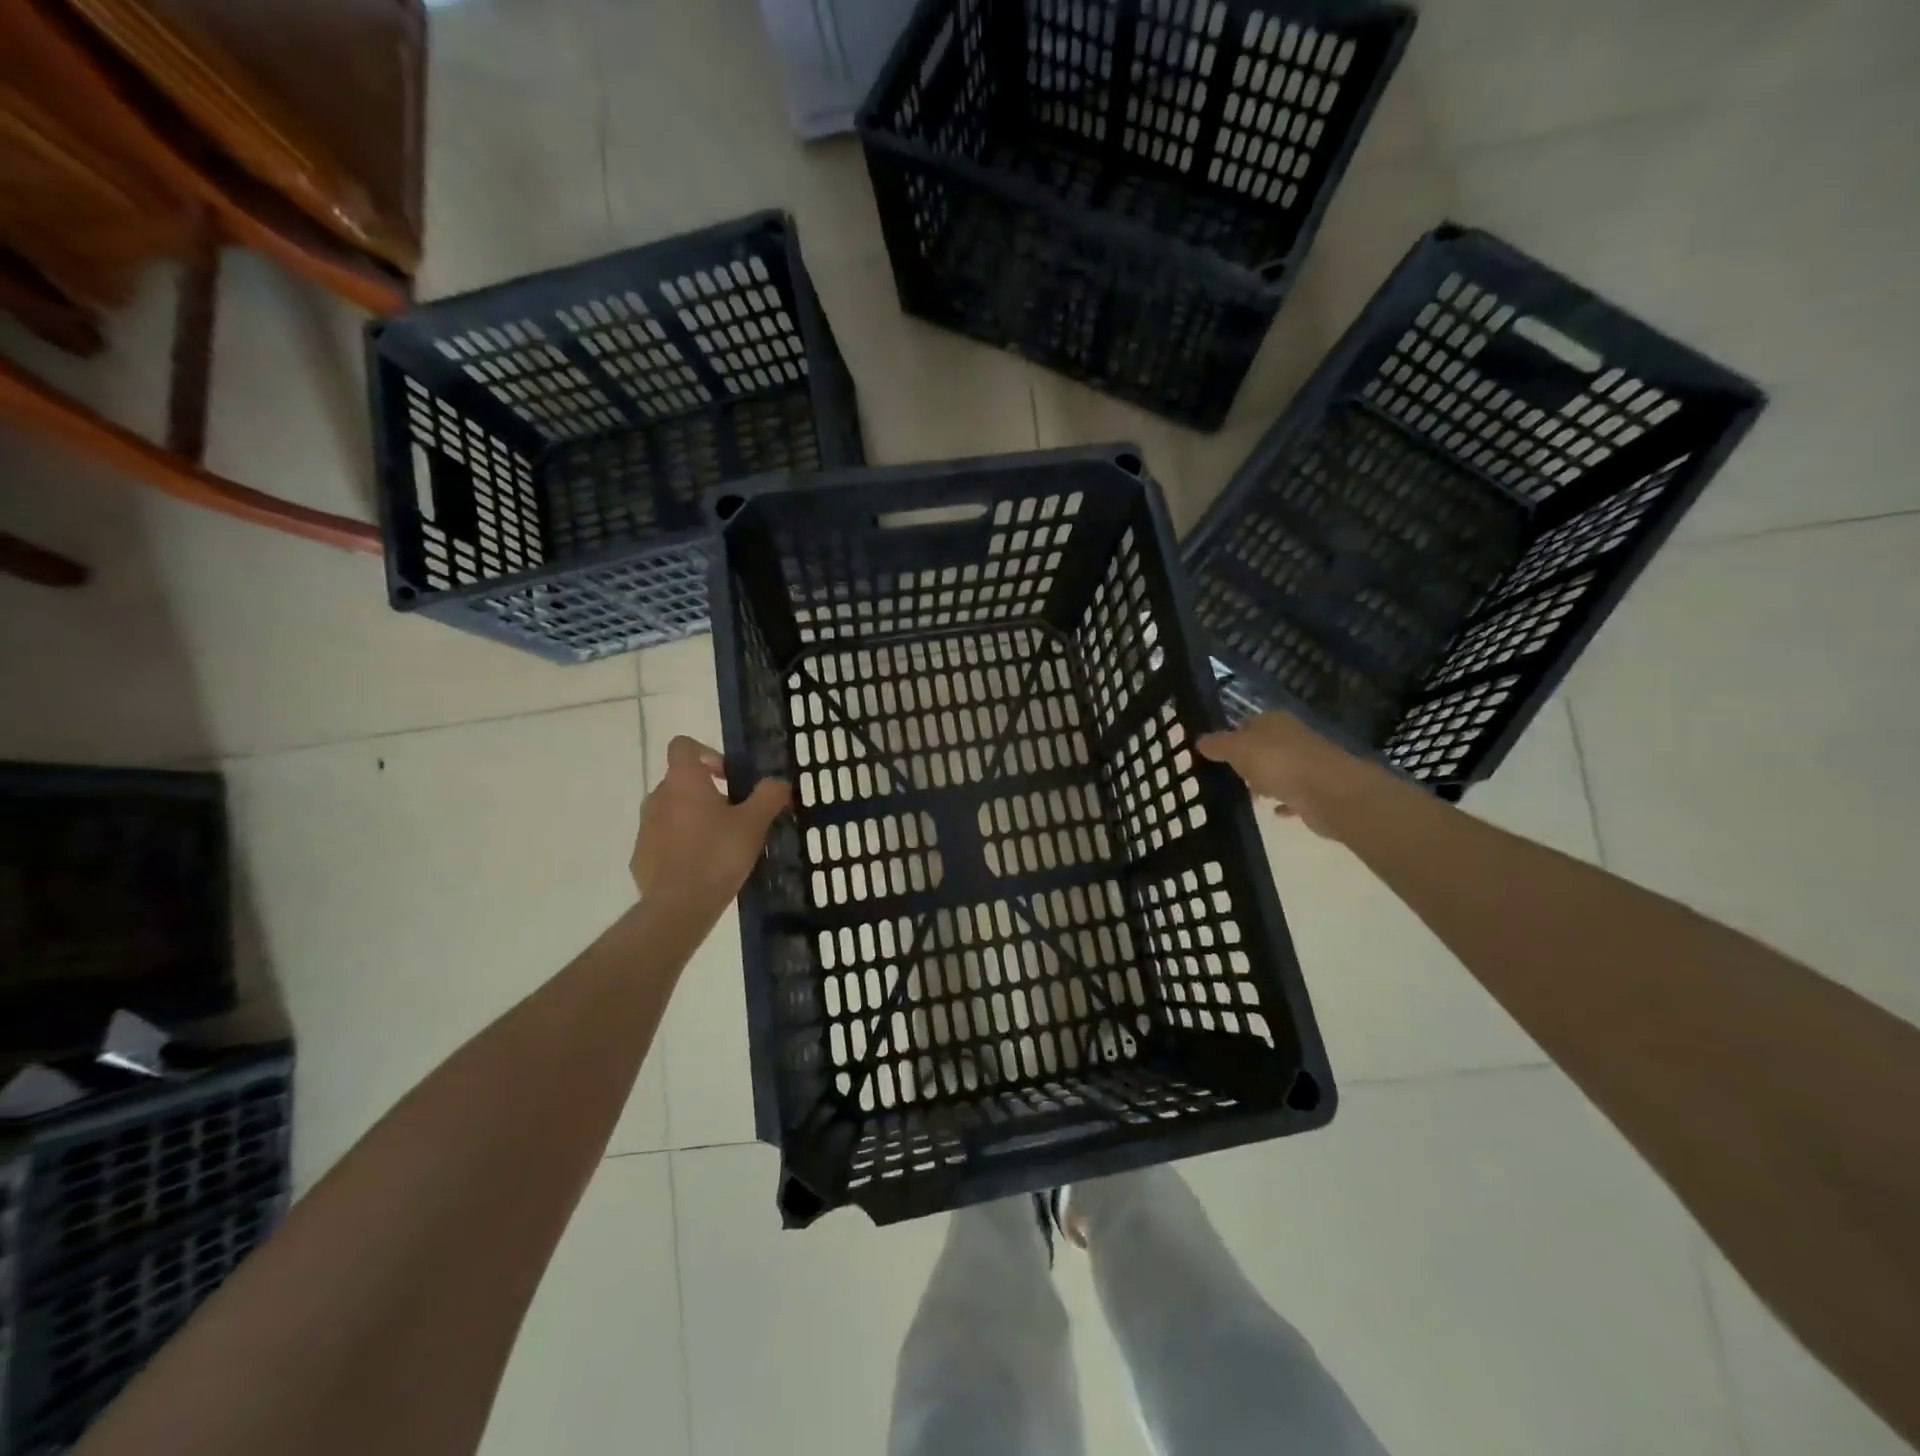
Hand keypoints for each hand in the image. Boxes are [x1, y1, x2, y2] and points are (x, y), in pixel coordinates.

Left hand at [631, 736, 788, 912]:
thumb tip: (777, 782)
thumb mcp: (755, 823)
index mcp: (683, 781)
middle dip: (706, 792)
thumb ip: (769, 795)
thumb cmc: (719, 854)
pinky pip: (663, 840)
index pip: (683, 746)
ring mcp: (645, 828)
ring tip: (719, 843)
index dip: (706, 753)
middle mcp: (658, 797)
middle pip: (680, 781)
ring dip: (693, 818)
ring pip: (671, 811)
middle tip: (734, 815)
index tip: (727, 776)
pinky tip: (701, 867)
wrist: (679, 906)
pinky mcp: (640, 856)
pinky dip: (680, 845)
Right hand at [1195, 712, 1397, 838]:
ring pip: (1278, 770)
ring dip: (1265, 781)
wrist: (1330, 793)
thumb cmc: (1279, 763)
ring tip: (1247, 796)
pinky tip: (1273, 812)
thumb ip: (1218, 745)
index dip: (1230, 736)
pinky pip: (1293, 795)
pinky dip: (1284, 801)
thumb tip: (1199, 740)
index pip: (1246, 723)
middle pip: (1262, 747)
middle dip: (1246, 761)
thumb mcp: (1238, 749)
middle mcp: (1292, 737)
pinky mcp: (1316, 789)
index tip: (1213, 755)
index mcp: (1274, 721)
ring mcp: (1307, 763)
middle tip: (1225, 777)